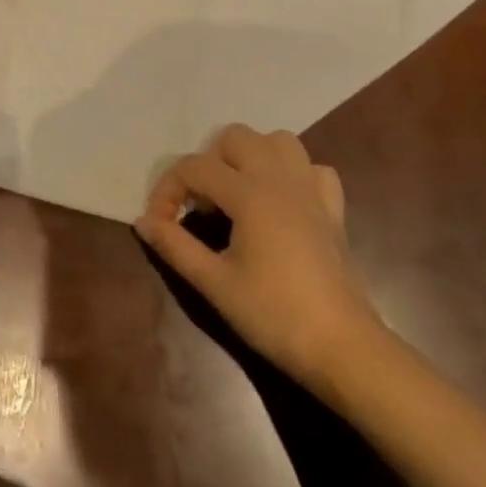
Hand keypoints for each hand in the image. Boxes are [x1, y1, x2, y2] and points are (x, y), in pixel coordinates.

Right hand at [136, 125, 382, 386]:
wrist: (344, 348)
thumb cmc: (274, 315)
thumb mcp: (214, 283)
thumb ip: (174, 245)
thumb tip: (142, 221)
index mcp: (249, 193)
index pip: (194, 167)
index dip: (167, 190)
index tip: (159, 224)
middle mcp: (280, 179)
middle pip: (235, 138)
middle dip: (209, 162)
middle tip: (201, 203)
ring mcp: (311, 191)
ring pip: (278, 141)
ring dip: (251, 157)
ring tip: (237, 193)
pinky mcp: (334, 210)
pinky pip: (313, 169)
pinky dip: (293, 174)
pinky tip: (281, 202)